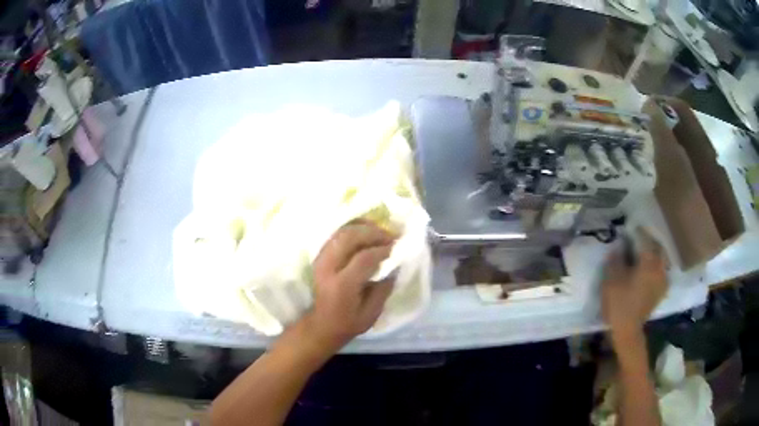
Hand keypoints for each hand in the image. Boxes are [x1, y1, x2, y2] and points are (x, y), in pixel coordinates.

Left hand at [302, 222, 395, 351]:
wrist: (322, 325)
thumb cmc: (349, 323)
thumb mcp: (372, 313)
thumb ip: (383, 289)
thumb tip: (394, 266)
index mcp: (342, 285)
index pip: (363, 258)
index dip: (382, 249)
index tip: (396, 247)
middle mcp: (328, 268)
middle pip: (349, 238)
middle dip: (372, 233)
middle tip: (390, 236)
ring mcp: (321, 260)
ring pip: (341, 232)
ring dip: (362, 227)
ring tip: (380, 232)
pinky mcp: (320, 256)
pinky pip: (336, 234)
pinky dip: (352, 229)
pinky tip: (366, 231)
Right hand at [601, 228, 667, 343]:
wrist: (628, 330)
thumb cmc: (619, 304)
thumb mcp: (611, 280)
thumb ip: (615, 260)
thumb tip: (618, 247)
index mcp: (648, 263)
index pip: (645, 239)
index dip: (638, 231)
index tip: (631, 227)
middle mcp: (659, 267)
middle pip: (658, 246)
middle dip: (650, 240)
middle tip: (640, 237)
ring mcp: (663, 279)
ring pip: (662, 258)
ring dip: (655, 252)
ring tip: (646, 251)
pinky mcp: (662, 290)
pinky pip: (663, 270)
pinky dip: (658, 264)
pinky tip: (651, 267)